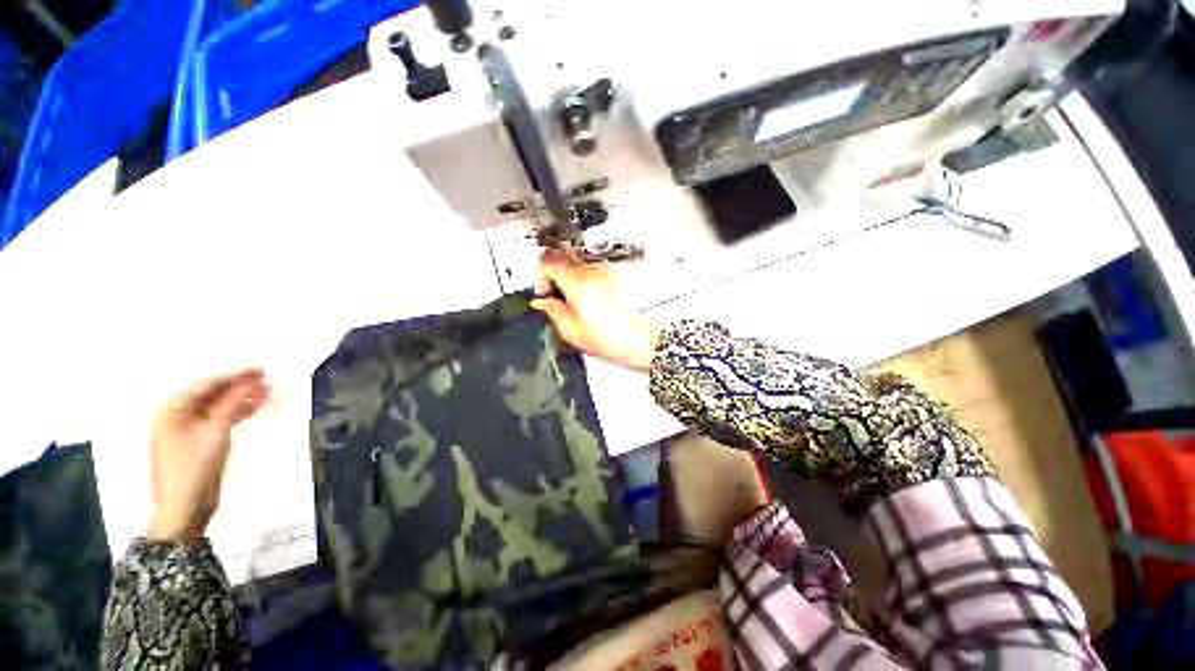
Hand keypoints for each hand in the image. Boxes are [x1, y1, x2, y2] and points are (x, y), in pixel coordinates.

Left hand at [148, 368, 270, 541]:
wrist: (185, 507)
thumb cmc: (194, 467)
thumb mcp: (215, 432)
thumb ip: (232, 403)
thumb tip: (251, 379)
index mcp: (171, 410)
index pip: (205, 384)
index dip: (233, 374)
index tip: (260, 368)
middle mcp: (176, 415)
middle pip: (211, 393)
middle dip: (238, 385)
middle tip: (266, 377)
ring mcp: (188, 429)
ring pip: (218, 406)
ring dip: (242, 398)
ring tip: (268, 390)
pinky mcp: (200, 440)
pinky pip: (220, 418)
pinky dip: (238, 411)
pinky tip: (257, 406)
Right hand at [531, 249, 660, 371]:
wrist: (643, 342)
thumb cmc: (612, 340)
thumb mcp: (572, 332)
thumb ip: (553, 312)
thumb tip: (541, 303)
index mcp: (577, 283)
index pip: (548, 261)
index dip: (539, 276)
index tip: (543, 294)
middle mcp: (591, 272)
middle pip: (562, 255)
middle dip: (551, 272)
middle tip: (553, 294)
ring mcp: (605, 272)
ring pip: (576, 261)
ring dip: (566, 275)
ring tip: (570, 300)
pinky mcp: (615, 277)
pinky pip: (591, 269)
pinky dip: (582, 278)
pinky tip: (586, 300)